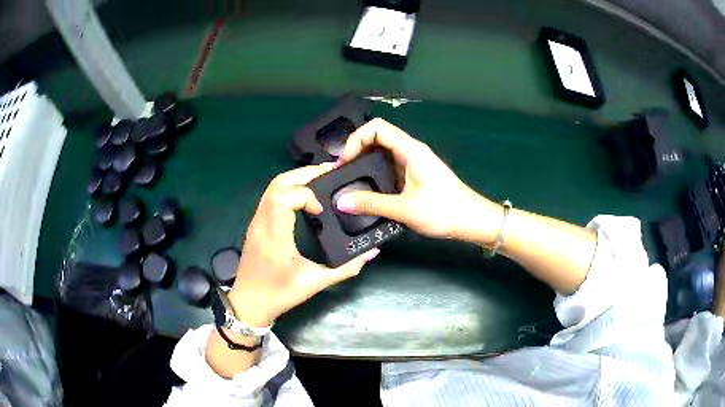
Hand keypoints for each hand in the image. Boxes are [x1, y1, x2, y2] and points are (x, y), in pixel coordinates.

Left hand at [228, 163, 379, 326]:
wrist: (249, 303)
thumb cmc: (280, 294)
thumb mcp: (316, 283)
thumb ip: (346, 269)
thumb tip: (371, 252)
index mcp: (275, 238)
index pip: (283, 199)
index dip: (305, 196)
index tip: (321, 210)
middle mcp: (262, 224)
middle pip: (278, 184)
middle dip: (304, 173)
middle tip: (330, 173)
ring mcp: (256, 222)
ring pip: (272, 187)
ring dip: (296, 178)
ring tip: (321, 179)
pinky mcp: (256, 224)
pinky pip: (270, 195)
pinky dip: (288, 187)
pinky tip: (305, 193)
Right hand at [335, 118, 501, 243]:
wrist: (471, 221)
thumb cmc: (444, 211)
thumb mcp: (405, 209)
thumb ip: (372, 204)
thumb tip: (341, 202)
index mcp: (410, 150)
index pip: (377, 127)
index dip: (355, 139)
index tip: (344, 162)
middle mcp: (410, 151)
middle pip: (377, 137)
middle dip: (356, 150)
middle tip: (342, 173)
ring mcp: (413, 162)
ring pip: (382, 152)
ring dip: (364, 162)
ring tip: (349, 181)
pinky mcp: (414, 174)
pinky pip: (388, 166)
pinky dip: (374, 173)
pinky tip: (366, 190)